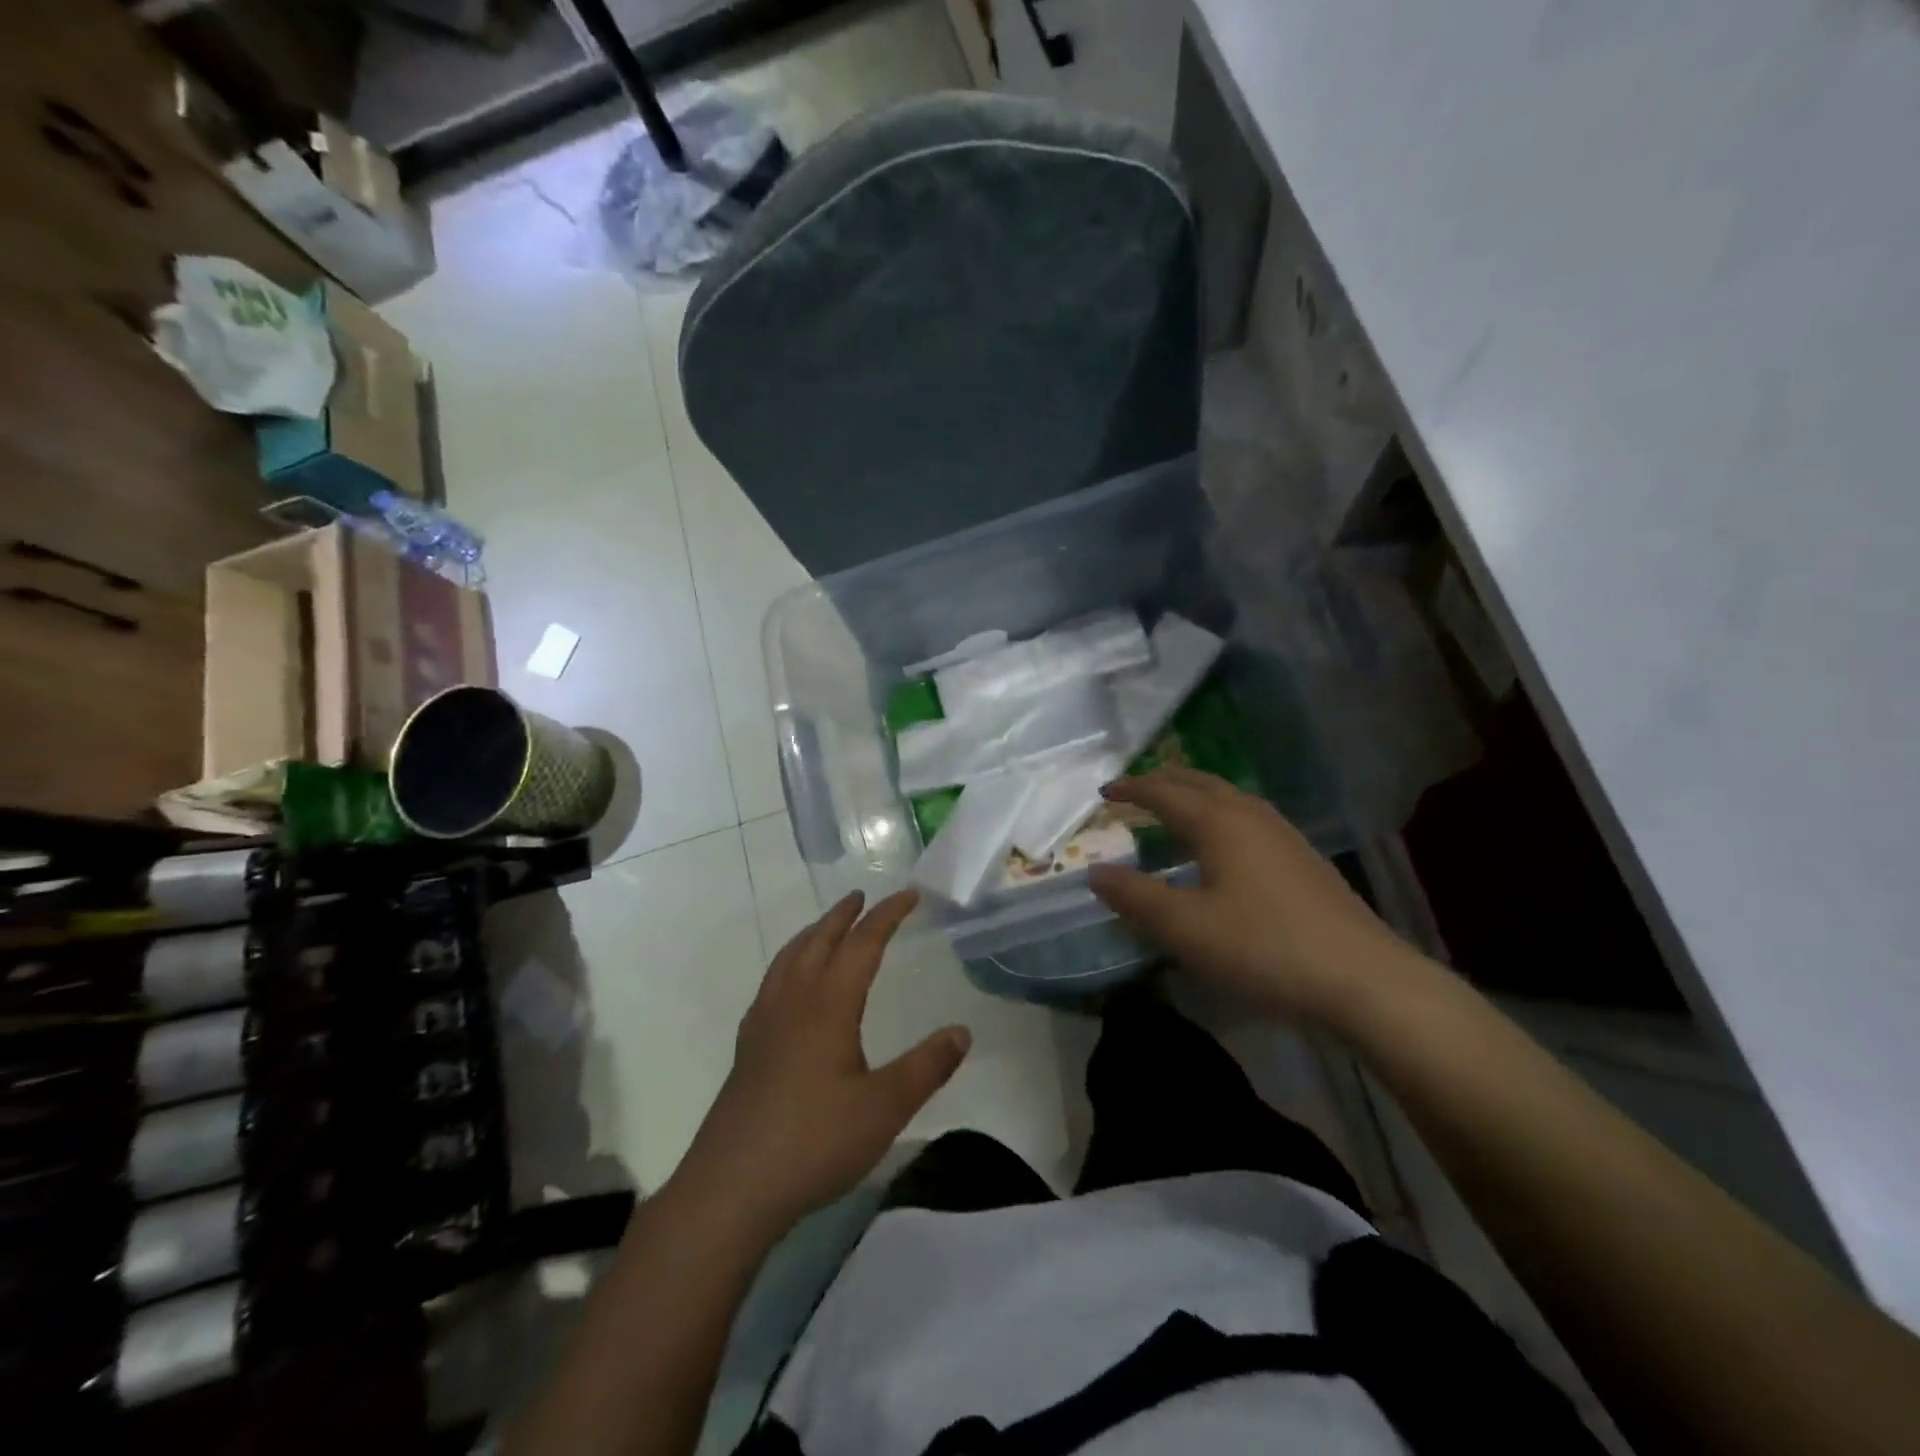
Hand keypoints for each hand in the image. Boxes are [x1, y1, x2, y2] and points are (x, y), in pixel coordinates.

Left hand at [675, 890, 970, 1235]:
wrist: (731, 1186)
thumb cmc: (814, 1141)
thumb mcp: (885, 1107)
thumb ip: (927, 1067)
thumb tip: (962, 1031)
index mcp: (829, 1004)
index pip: (863, 944)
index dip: (887, 915)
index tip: (909, 895)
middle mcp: (794, 1001)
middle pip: (819, 941)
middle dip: (843, 915)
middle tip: (862, 896)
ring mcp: (764, 1023)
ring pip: (789, 959)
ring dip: (812, 934)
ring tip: (826, 927)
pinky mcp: (747, 1048)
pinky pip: (771, 983)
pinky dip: (788, 963)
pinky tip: (790, 986)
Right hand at [1088, 768, 1415, 1023]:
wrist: (1364, 980)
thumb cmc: (1265, 948)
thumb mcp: (1186, 929)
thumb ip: (1136, 898)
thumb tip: (1095, 871)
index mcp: (1219, 822)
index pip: (1165, 793)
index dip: (1132, 789)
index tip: (1105, 791)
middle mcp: (1251, 816)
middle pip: (1200, 784)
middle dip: (1164, 782)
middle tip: (1136, 789)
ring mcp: (1284, 836)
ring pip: (1229, 798)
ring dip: (1196, 796)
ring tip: (1175, 810)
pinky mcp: (1304, 860)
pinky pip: (1249, 818)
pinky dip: (1220, 816)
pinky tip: (1225, 848)